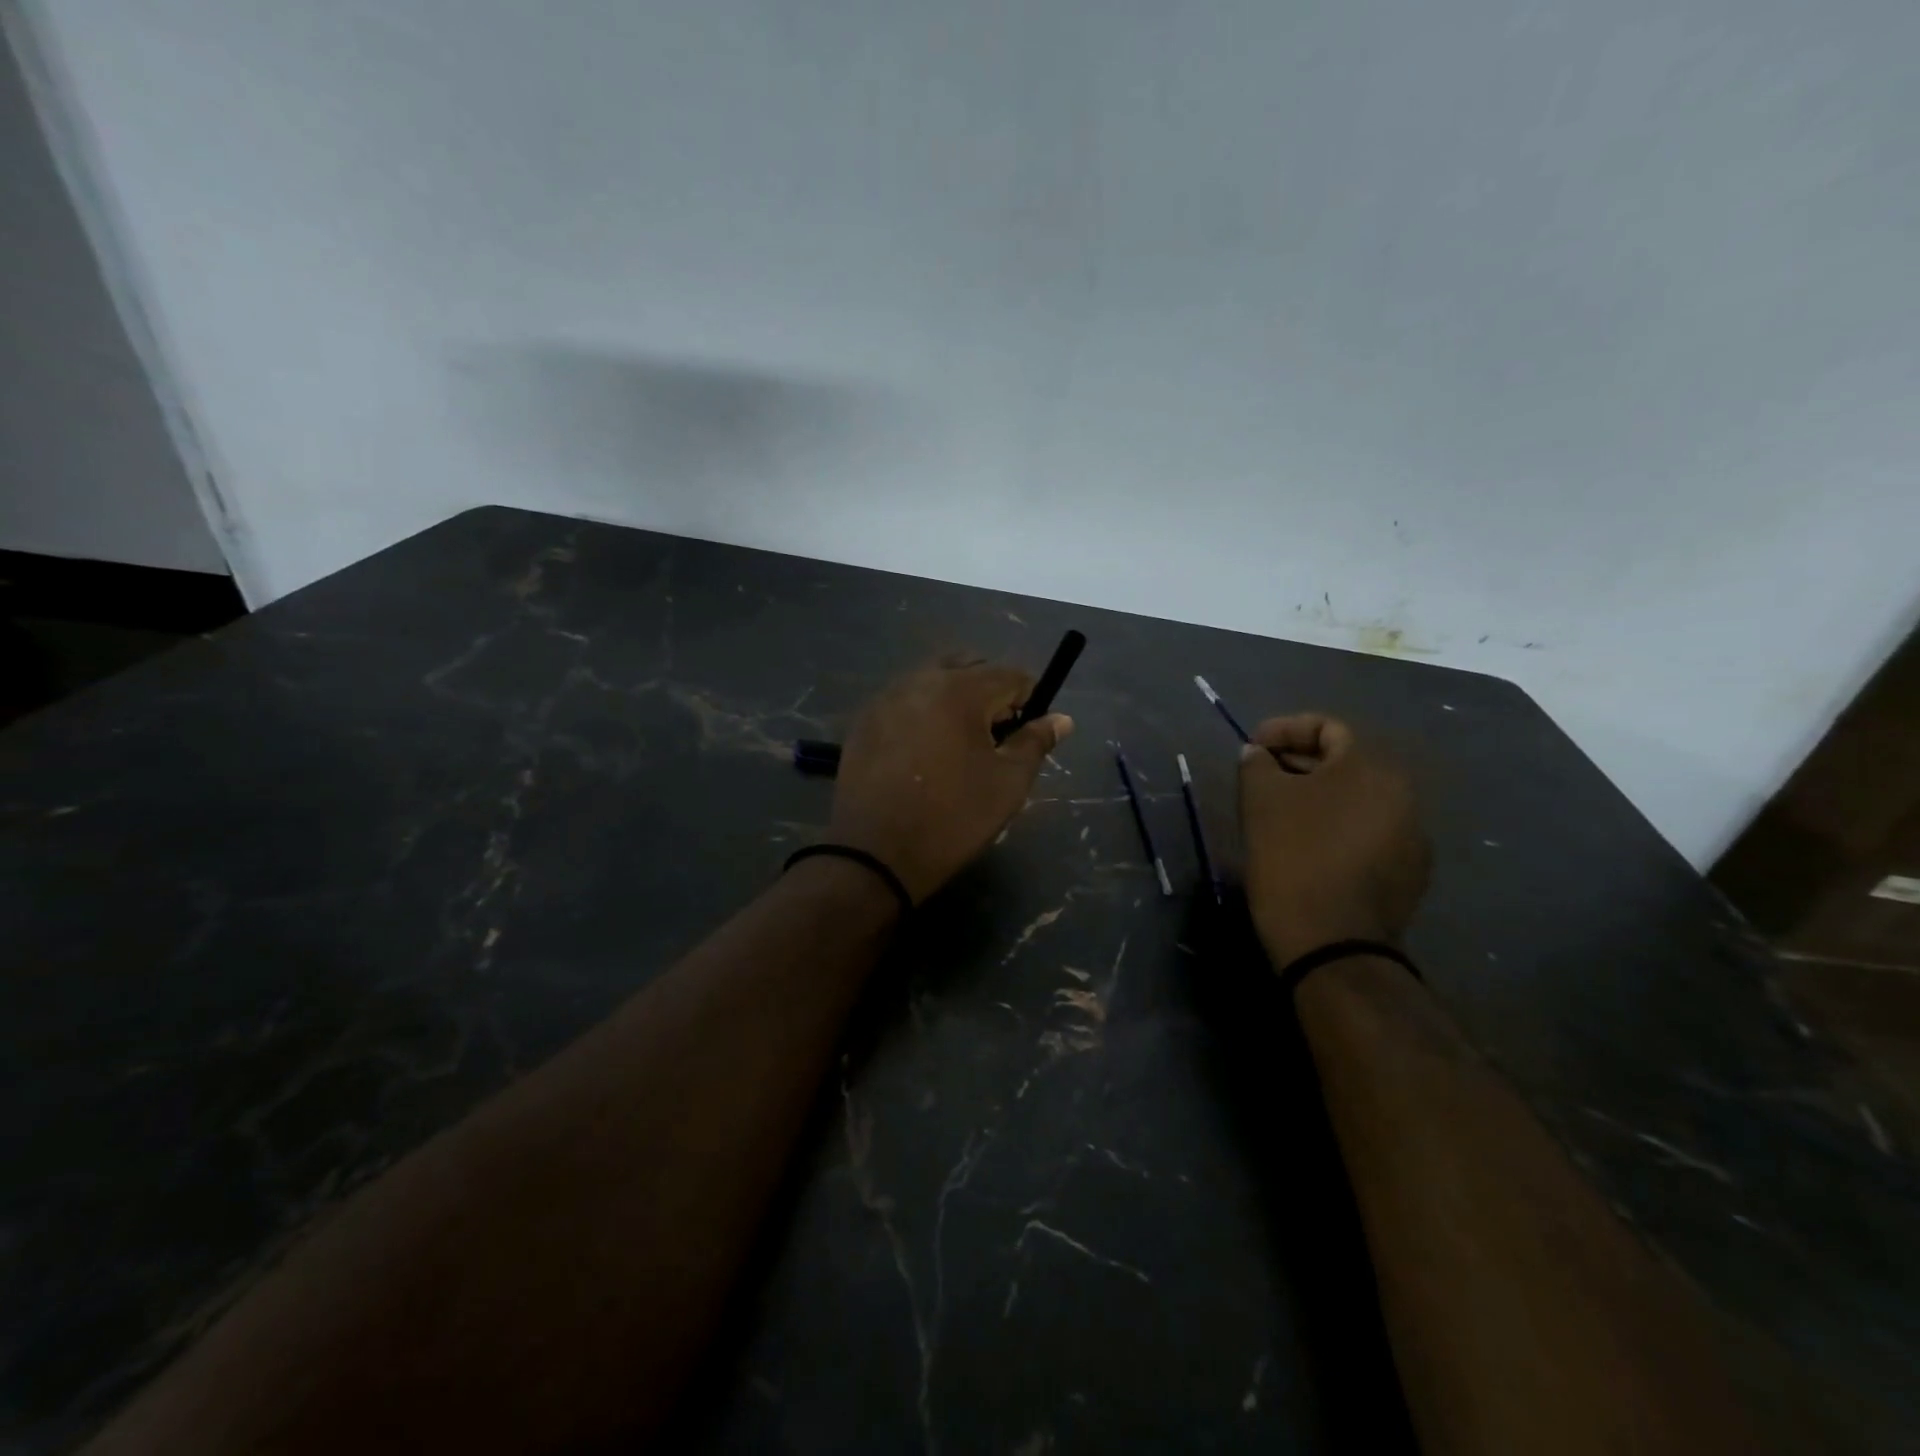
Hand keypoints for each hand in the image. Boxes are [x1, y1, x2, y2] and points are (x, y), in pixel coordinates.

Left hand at [827, 658, 1072, 903]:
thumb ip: (1035, 743)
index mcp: (960, 690)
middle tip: (995, 736)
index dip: (1030, 699)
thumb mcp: (1008, 784)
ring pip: (932, 680)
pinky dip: (922, 713)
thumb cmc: (953, 818)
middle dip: (990, 691)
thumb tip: (1061, 719)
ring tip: (958, 745)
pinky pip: (904, 701)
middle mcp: (920, 680)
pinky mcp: (863, 721)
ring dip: (955, 699)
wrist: (874, 853)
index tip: (1029, 731)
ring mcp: (885, 698)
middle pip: (969, 667)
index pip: (1010, 674)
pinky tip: (922, 753)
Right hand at [1238, 714, 1430, 969]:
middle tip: (1261, 776)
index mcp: (1371, 767)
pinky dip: (1336, 826)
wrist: (1332, 941)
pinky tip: (1306, 846)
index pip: (1327, 727)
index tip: (1252, 747)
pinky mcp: (1409, 872)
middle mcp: (1403, 793)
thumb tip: (1259, 754)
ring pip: (1357, 798)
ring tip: (1279, 811)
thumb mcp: (1261, 799)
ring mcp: (1412, 835)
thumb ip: (1257, 764)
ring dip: (1318, 795)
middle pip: (1345, 761)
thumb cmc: (1293, 855)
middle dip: (1298, 762)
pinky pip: (1367, 831)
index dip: (1284, 729)